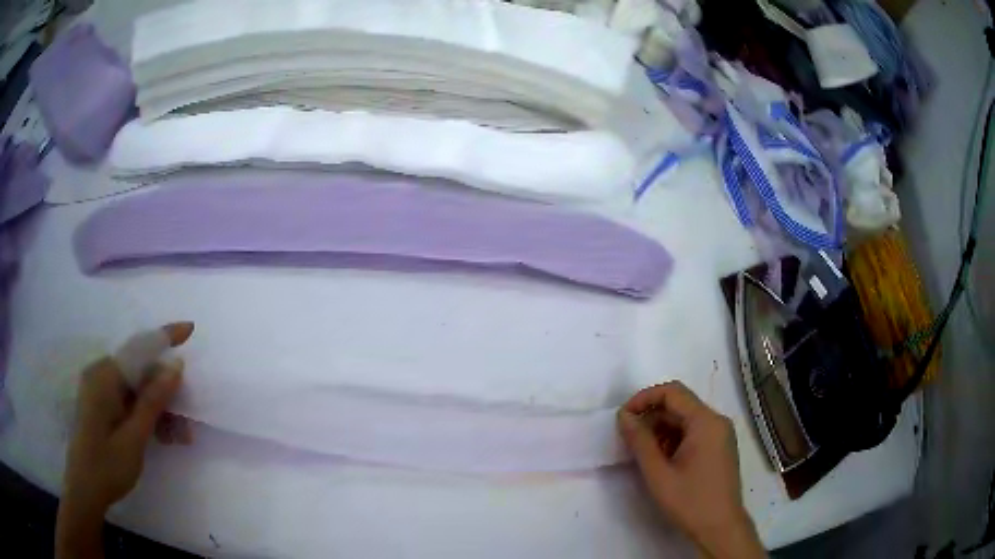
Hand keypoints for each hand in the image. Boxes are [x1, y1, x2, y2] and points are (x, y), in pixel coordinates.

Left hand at [56, 322, 193, 558]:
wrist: (85, 489)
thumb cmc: (108, 465)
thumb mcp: (134, 437)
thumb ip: (153, 400)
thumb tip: (175, 367)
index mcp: (105, 376)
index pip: (139, 349)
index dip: (165, 337)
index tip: (190, 327)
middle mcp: (101, 374)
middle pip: (140, 373)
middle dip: (166, 394)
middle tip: (187, 425)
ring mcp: (99, 389)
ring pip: (136, 390)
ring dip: (158, 410)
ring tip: (178, 439)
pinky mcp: (100, 404)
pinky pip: (128, 400)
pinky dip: (145, 416)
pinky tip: (161, 437)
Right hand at [618, 381, 764, 558]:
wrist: (720, 528)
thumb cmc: (689, 501)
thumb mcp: (658, 473)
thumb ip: (639, 441)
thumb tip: (624, 416)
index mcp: (706, 422)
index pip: (672, 392)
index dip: (644, 399)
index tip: (623, 418)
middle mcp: (716, 421)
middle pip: (679, 405)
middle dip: (651, 418)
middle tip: (628, 440)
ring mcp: (720, 435)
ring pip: (685, 420)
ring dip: (661, 431)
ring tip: (643, 454)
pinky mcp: (719, 448)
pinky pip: (693, 433)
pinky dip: (674, 440)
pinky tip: (661, 461)